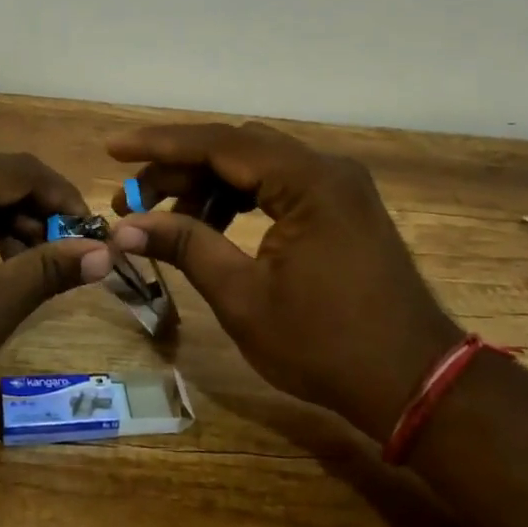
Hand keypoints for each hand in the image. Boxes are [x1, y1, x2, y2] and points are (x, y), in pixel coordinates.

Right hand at [100, 122, 461, 441]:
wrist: (413, 382)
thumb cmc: (325, 345)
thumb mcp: (243, 297)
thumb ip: (186, 247)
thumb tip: (127, 227)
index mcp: (308, 182)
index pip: (219, 144)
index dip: (160, 145)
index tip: (114, 150)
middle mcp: (327, 169)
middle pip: (237, 149)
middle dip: (179, 169)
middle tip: (132, 200)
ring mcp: (338, 187)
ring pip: (256, 166)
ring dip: (207, 186)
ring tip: (165, 220)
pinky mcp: (342, 207)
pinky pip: (278, 186)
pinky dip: (239, 200)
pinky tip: (210, 226)